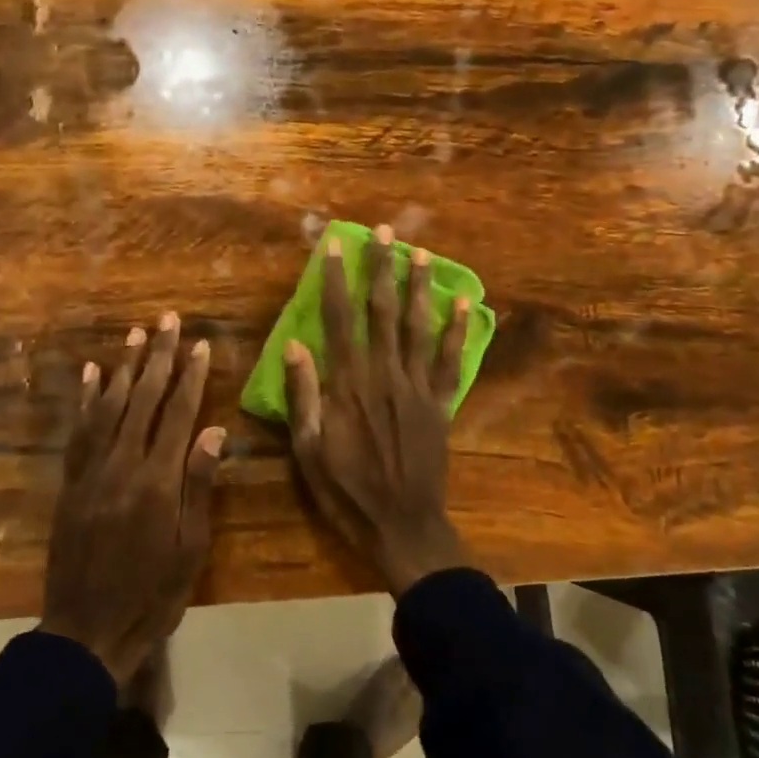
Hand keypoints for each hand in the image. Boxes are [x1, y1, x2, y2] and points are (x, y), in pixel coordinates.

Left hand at [41, 313, 223, 682]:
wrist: (86, 631)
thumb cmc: (151, 595)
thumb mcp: (190, 549)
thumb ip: (199, 486)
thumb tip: (214, 431)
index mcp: (158, 482)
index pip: (179, 415)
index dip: (191, 377)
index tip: (201, 345)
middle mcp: (123, 466)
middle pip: (143, 399)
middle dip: (159, 357)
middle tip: (169, 320)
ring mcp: (91, 472)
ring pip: (109, 406)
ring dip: (124, 367)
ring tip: (137, 335)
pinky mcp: (70, 482)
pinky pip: (79, 430)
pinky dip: (85, 398)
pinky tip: (91, 372)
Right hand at [284, 225, 472, 594]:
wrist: (402, 526)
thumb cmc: (346, 491)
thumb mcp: (308, 450)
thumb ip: (303, 395)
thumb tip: (294, 344)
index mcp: (349, 384)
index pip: (340, 319)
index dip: (337, 280)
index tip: (336, 245)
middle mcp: (385, 375)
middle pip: (383, 312)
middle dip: (382, 268)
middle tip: (385, 231)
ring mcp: (418, 388)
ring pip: (418, 327)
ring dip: (419, 287)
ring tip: (420, 252)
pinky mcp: (440, 405)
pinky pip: (451, 362)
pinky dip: (458, 331)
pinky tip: (464, 303)